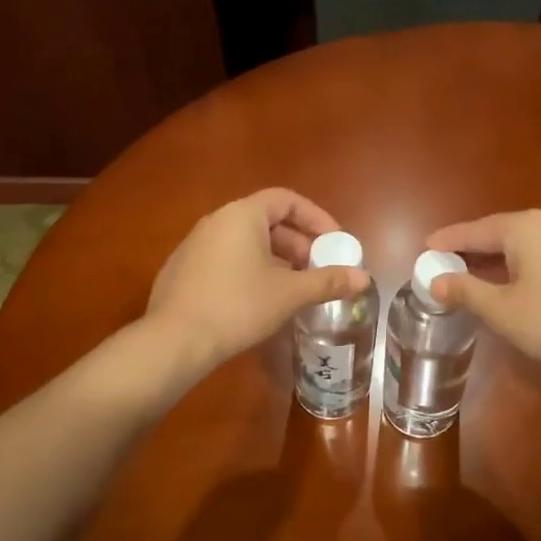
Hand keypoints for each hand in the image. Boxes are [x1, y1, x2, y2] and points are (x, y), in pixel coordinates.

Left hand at [149, 188, 367, 368]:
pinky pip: (225, 259)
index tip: (334, 243)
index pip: (287, 200)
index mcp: (242, 215)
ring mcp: (194, 245)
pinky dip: (249, 270)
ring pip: (245, 242)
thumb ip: (328, 281)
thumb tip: (364, 278)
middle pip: (266, 220)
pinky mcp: (181, 270)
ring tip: (293, 288)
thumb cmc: (239, 306)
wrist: (176, 340)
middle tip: (317, 270)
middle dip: (298, 243)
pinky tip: (258, 302)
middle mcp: (216, 221)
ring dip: (275, 259)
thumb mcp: (290, 293)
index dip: (316, 218)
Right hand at [425, 210, 540, 373]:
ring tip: (478, 274)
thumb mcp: (501, 309)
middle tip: (447, 262)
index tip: (426, 247)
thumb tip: (436, 281)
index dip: (448, 241)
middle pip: (500, 233)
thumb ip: (466, 291)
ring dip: (498, 258)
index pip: (474, 231)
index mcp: (523, 228)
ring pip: (524, 244)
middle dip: (472, 249)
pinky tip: (518, 284)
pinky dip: (523, 264)